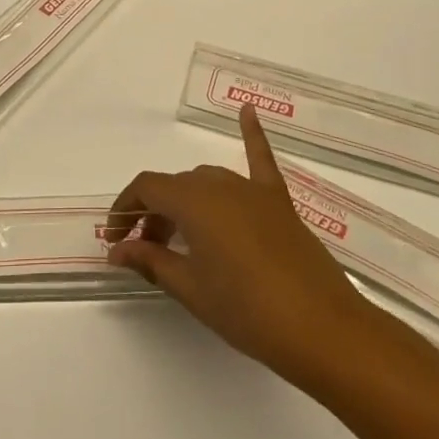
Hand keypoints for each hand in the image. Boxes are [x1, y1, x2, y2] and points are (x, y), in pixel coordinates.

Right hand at [105, 103, 372, 388]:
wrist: (323, 329)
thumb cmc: (247, 311)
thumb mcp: (191, 289)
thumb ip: (151, 261)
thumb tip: (117, 249)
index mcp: (194, 202)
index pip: (146, 188)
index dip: (124, 209)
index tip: (115, 240)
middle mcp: (221, 184)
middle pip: (176, 187)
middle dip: (153, 214)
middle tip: (146, 253)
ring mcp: (253, 190)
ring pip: (207, 181)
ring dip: (186, 201)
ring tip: (177, 237)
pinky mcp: (279, 201)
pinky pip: (261, 159)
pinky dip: (251, 134)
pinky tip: (246, 109)